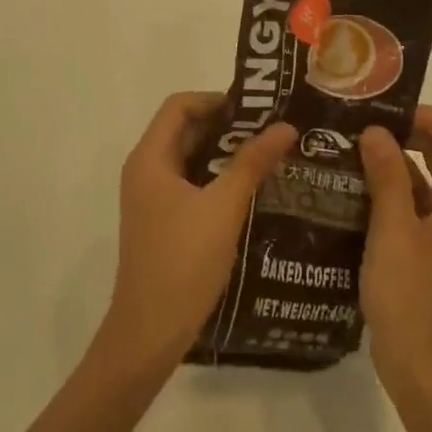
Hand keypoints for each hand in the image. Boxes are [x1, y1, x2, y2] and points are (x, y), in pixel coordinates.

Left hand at [95, 93, 294, 378]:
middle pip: (185, 130)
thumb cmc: (183, 262)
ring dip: (226, 155)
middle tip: (272, 131)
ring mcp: (152, 198)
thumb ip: (253, 163)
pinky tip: (252, 192)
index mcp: (149, 158)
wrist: (149, 332)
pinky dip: (218, 180)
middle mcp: (145, 170)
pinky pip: (191, 185)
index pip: (179, 106)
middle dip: (227, 126)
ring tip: (270, 157)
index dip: (216, 99)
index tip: (257, 109)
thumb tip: (286, 126)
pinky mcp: (162, 222)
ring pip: (190, 160)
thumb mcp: (223, 207)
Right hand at [359, 106, 431, 403]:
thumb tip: (375, 131)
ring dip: (389, 160)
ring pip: (421, 178)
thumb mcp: (394, 233)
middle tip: (359, 124)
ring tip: (345, 149)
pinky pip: (404, 203)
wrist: (424, 373)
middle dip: (406, 132)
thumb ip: (388, 178)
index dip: (431, 116)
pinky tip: (345, 188)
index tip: (386, 112)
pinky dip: (381, 188)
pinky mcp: (418, 249)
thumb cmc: (413, 300)